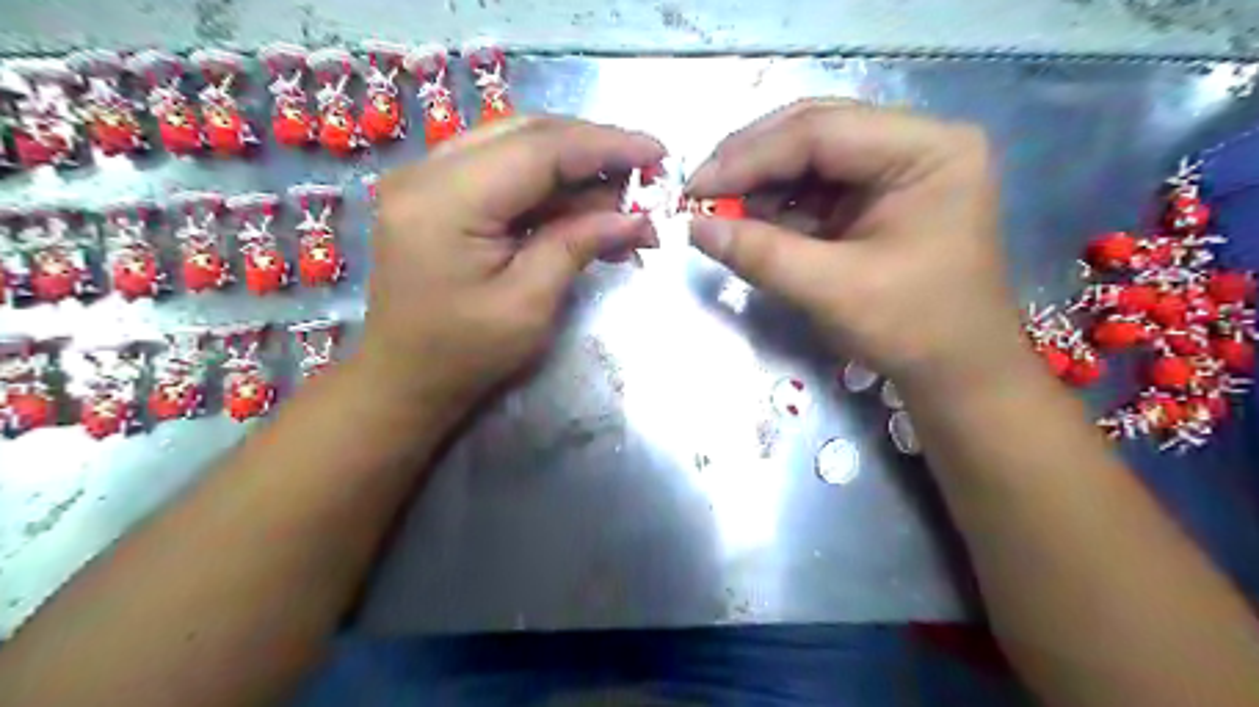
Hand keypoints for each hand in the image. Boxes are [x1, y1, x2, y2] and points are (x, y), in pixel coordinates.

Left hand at [355, 115, 658, 414]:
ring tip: (624, 198)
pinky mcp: (437, 193)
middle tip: (646, 174)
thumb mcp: (529, 304)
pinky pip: (504, 170)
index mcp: (445, 200)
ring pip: (518, 146)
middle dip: (595, 150)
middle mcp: (428, 171)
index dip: (605, 146)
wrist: (405, 378)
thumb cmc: (466, 354)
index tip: (658, 154)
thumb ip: (578, 245)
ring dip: (576, 168)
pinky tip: (586, 208)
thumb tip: (635, 216)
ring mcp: (427, 178)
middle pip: (528, 134)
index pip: (540, 149)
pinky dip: (550, 186)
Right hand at [687, 96, 1032, 390]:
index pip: (822, 131)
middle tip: (700, 191)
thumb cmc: (913, 329)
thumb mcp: (832, 291)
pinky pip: (816, 186)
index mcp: (927, 149)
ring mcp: (897, 167)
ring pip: (810, 156)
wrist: (957, 373)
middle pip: (815, 132)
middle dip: (751, 162)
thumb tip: (694, 227)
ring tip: (718, 209)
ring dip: (760, 183)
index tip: (696, 188)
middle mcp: (916, 142)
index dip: (750, 157)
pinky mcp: (878, 196)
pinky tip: (748, 220)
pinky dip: (778, 204)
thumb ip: (761, 254)